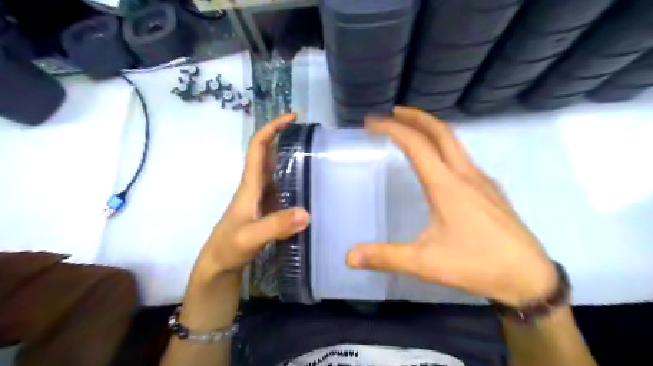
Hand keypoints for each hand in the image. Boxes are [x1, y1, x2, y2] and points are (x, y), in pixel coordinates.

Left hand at [192, 112, 308, 281]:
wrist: (219, 265)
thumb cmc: (228, 248)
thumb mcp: (250, 237)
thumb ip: (275, 226)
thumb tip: (307, 213)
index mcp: (250, 184)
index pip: (258, 147)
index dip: (272, 128)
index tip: (292, 117)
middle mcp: (256, 186)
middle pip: (269, 154)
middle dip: (285, 138)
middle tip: (312, 136)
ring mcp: (262, 198)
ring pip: (277, 170)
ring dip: (292, 159)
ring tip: (317, 157)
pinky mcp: (268, 209)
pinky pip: (283, 188)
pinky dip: (296, 181)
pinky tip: (311, 187)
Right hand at [346, 106, 554, 304]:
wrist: (530, 277)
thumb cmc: (475, 265)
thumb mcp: (424, 263)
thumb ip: (385, 257)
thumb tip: (349, 257)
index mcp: (446, 185)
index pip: (415, 144)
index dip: (391, 129)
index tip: (371, 122)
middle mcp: (465, 174)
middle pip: (441, 132)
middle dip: (415, 117)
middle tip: (393, 113)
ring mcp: (482, 180)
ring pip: (455, 143)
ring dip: (431, 131)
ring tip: (412, 132)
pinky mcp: (491, 190)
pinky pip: (463, 158)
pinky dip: (445, 148)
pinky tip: (439, 164)